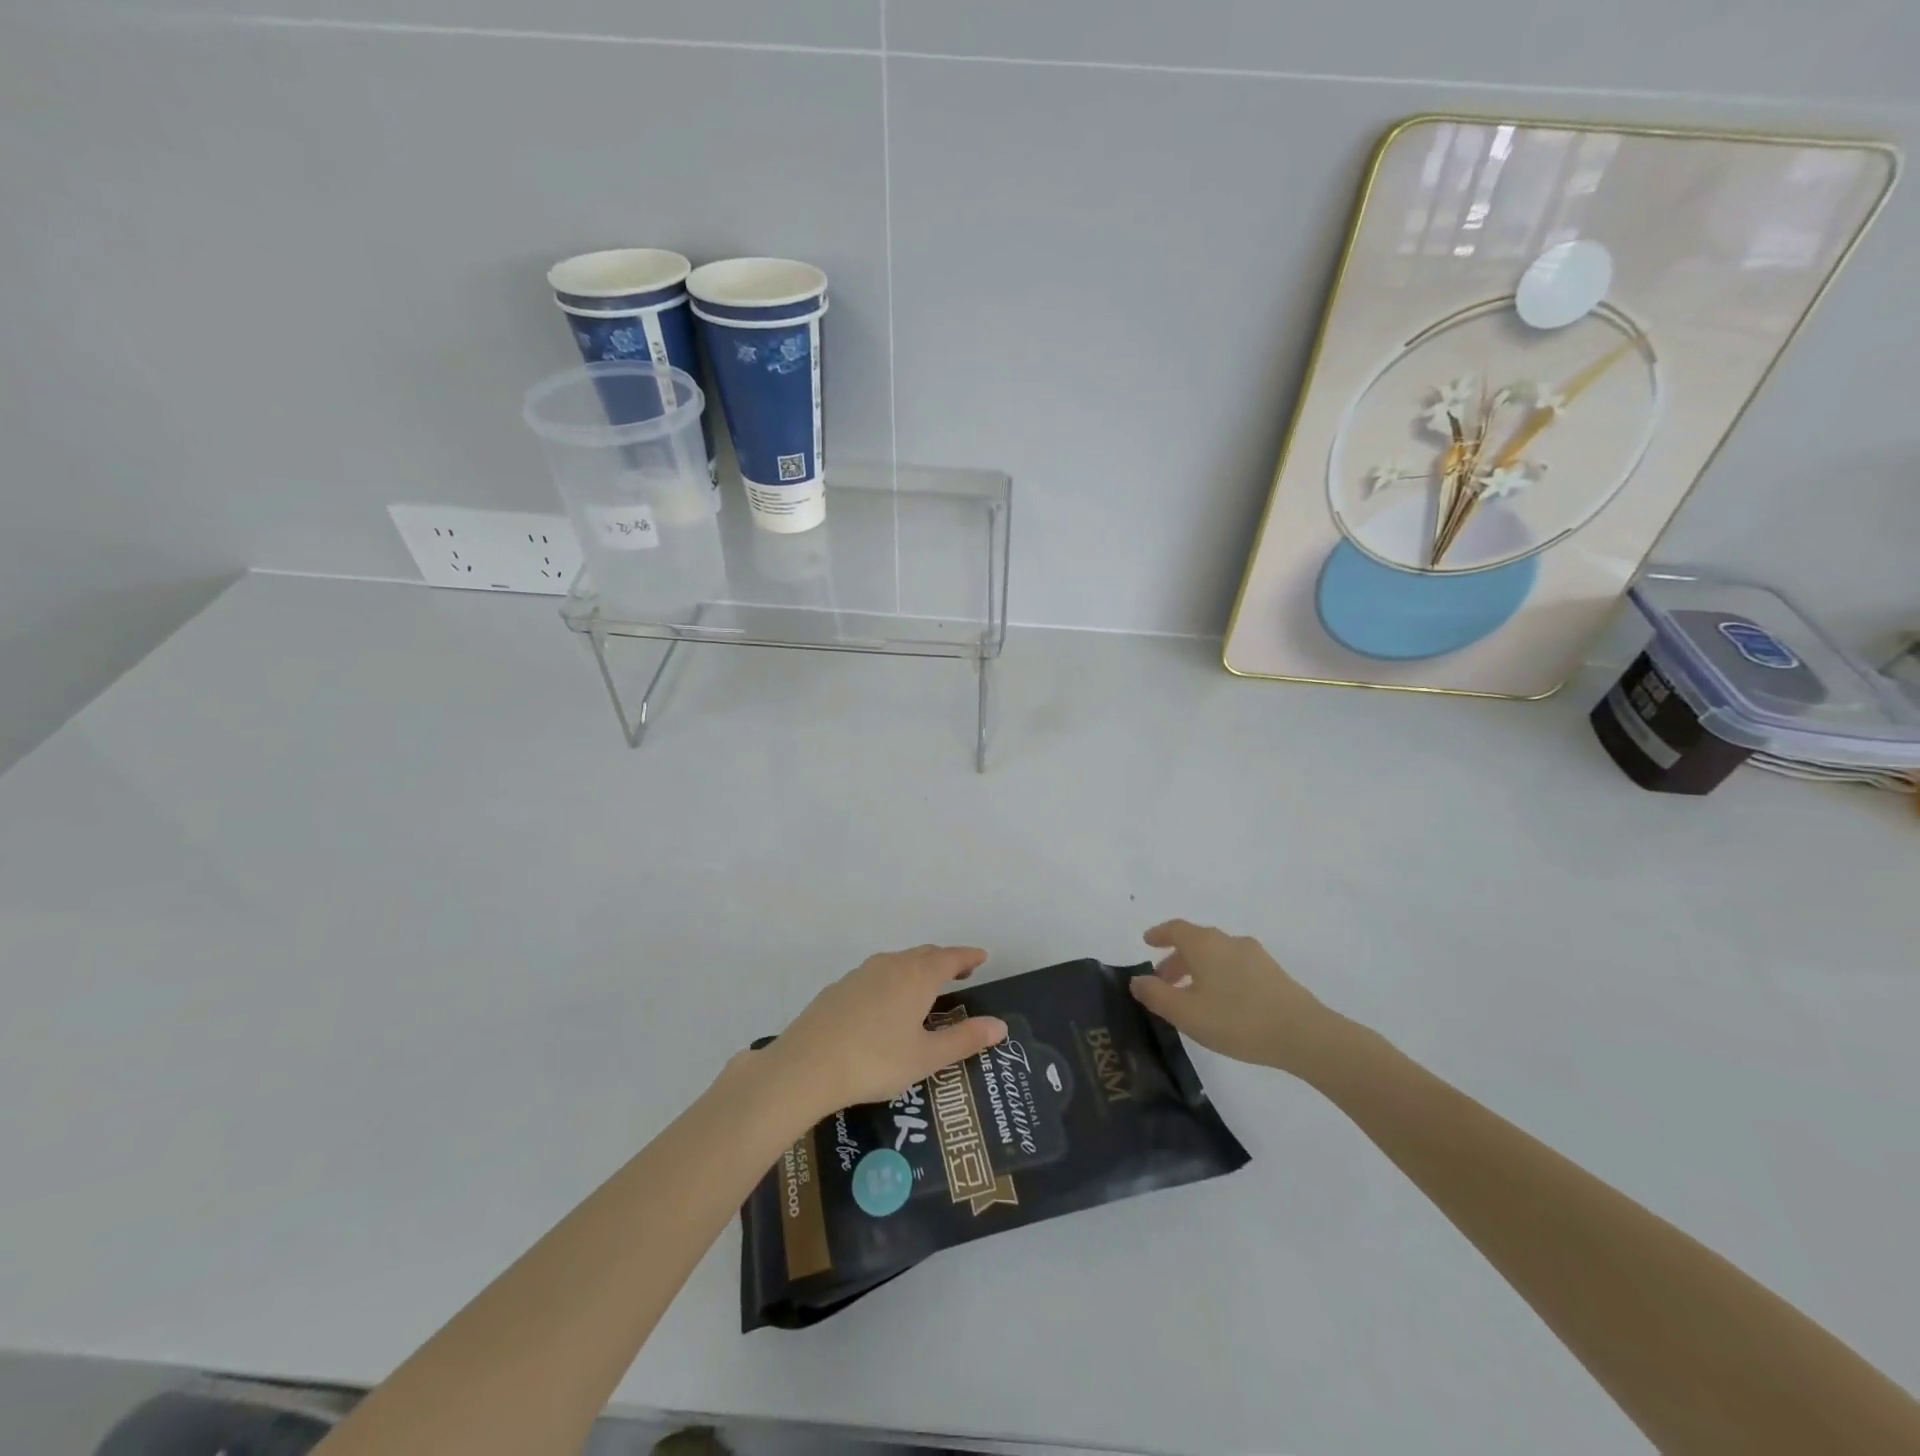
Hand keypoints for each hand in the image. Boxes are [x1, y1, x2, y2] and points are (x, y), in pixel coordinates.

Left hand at [764, 945, 1007, 1117]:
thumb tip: (1000, 1025)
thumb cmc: (876, 1061)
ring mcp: (861, 973)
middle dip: (944, 960)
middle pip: (924, 955)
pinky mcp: (839, 987)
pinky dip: (892, 980)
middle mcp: (891, 965)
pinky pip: (876, 975)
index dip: (968, 957)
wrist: (807, 1065)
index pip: (951, 958)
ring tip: (925, 987)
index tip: (982, 957)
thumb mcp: (926, 1057)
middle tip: (959, 972)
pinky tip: (886, 1004)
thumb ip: (964, 1040)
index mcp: (917, 976)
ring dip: (916, 968)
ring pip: (898, 962)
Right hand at [1129, 920, 1344, 1075]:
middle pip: (1196, 942)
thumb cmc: (1236, 1020)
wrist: (1303, 1034)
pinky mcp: (1273, 973)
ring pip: (1217, 955)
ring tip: (1191, 995)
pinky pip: (1235, 966)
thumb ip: (1156, 995)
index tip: (1146, 942)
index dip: (1159, 934)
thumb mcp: (1186, 1013)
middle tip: (1163, 980)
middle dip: (1176, 958)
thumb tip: (1137, 980)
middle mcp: (1228, 941)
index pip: (1175, 929)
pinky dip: (1219, 976)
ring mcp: (1254, 955)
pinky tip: (1222, 1002)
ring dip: (1198, 969)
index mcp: (1204, 944)